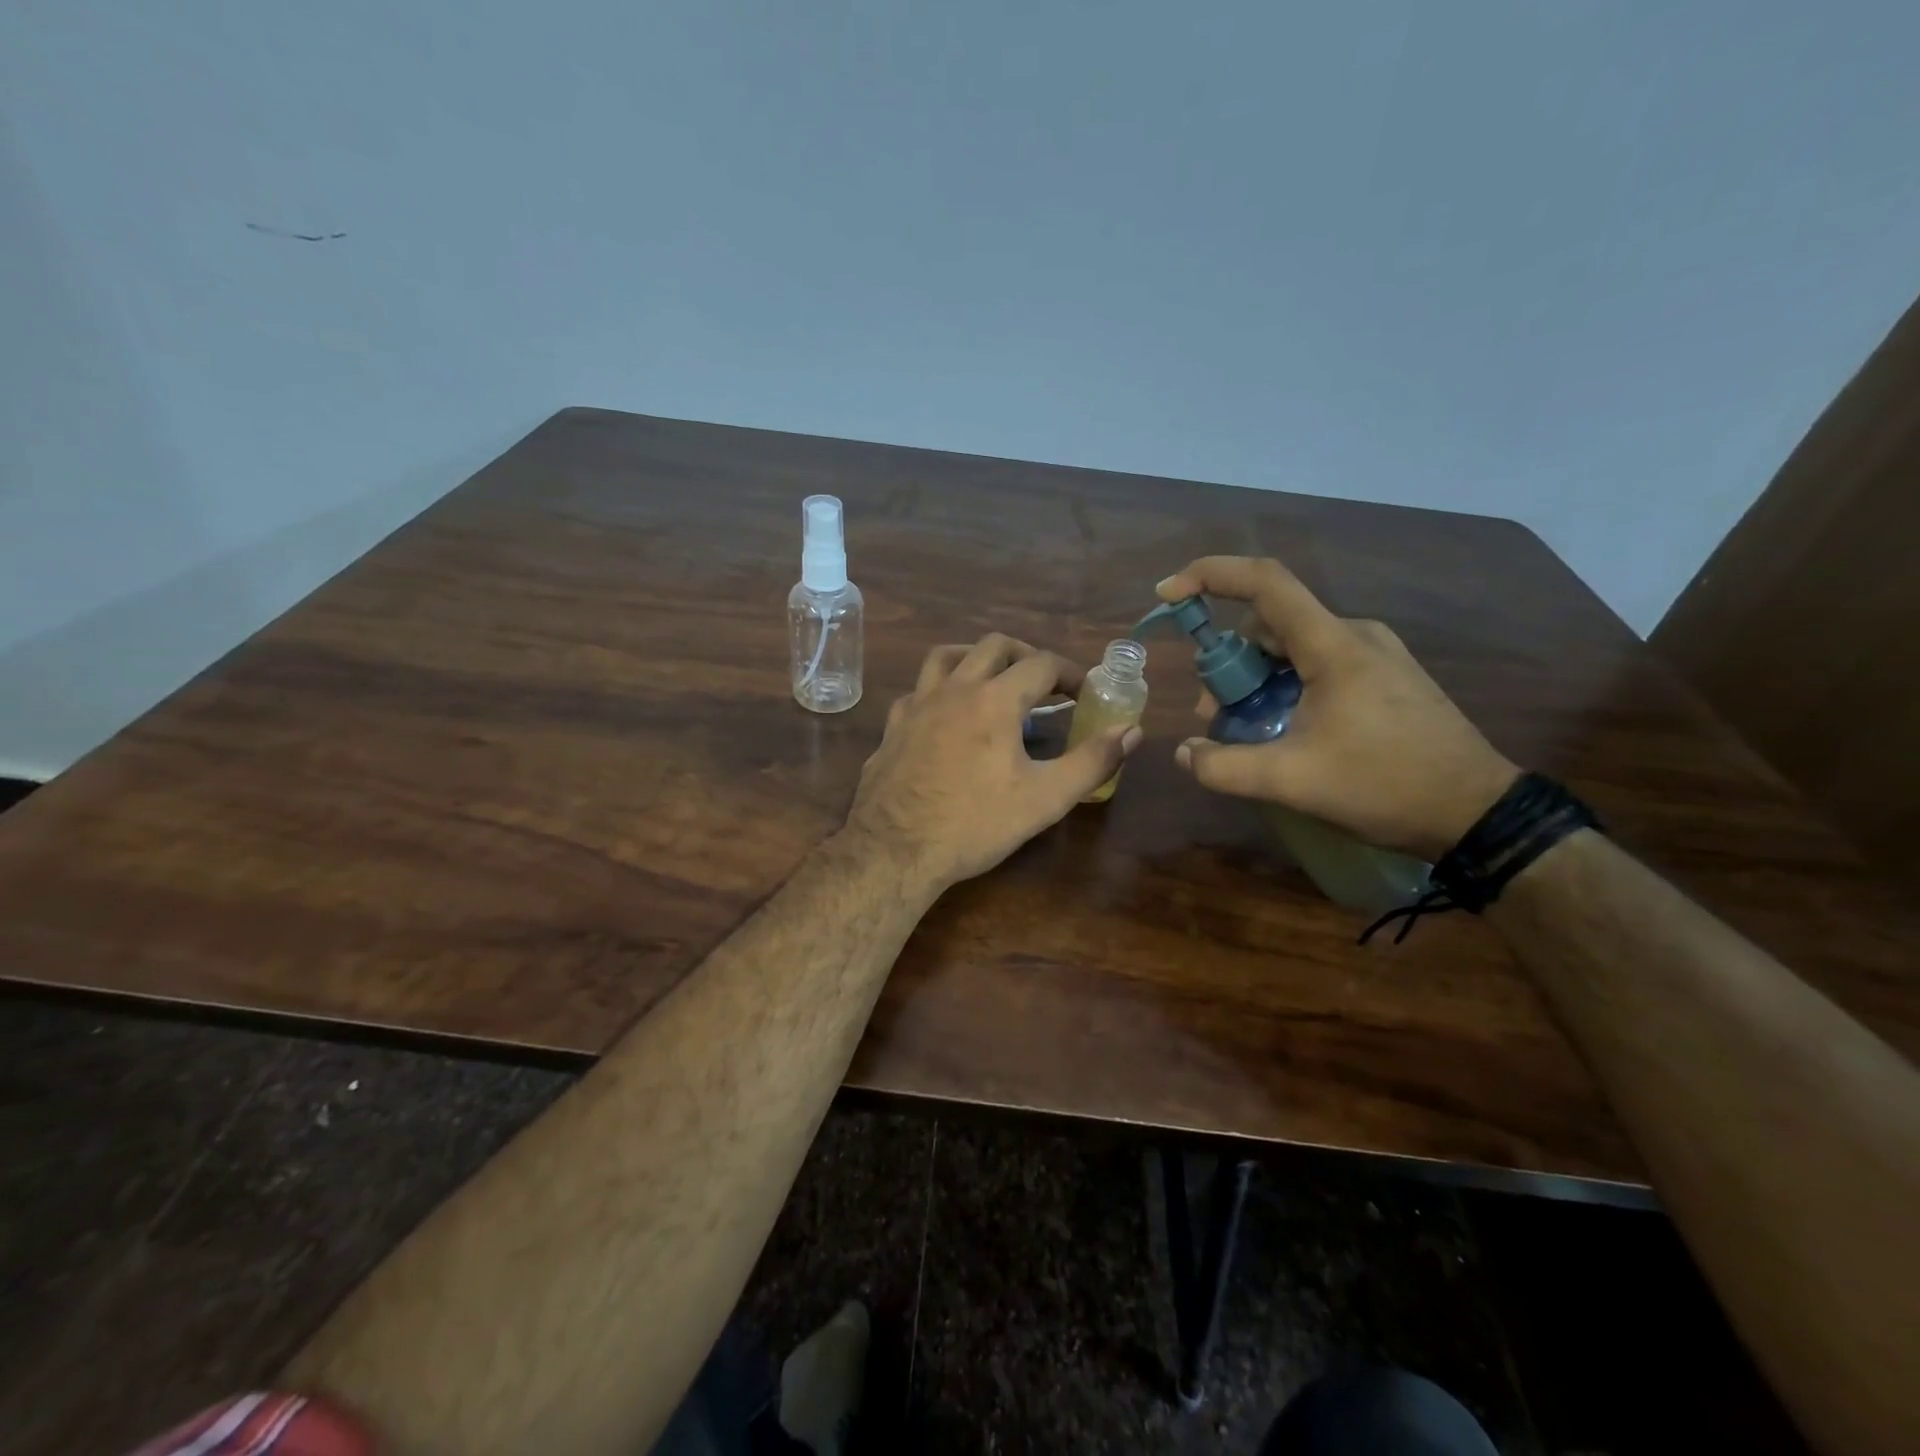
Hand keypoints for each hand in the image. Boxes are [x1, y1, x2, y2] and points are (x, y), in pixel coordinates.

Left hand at [844, 634, 1142, 891]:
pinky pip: (918, 691)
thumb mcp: (1046, 798)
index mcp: (994, 700)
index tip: (1085, 692)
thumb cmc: (975, 824)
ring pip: (946, 656)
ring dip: (976, 658)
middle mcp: (954, 689)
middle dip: (1026, 656)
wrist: (895, 850)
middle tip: (1044, 682)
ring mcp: (916, 705)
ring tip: (993, 679)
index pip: (1042, 664)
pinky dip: (939, 691)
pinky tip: (945, 715)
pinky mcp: (892, 727)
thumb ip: (1092, 761)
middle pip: (993, 646)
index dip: (1071, 672)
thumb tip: (1132, 731)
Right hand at [1158, 557, 1518, 859]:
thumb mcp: (1292, 782)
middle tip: (1211, 712)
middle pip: (1270, 622)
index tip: (1168, 594)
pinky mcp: (1386, 675)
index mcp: (1333, 645)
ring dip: (1255, 677)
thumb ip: (1224, 767)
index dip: (1210, 575)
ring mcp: (1375, 654)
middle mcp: (1355, 635)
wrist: (1477, 812)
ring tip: (1246, 728)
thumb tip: (1184, 753)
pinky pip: (1318, 662)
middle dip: (1228, 661)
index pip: (1265, 583)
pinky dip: (1285, 684)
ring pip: (1292, 645)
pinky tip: (1286, 728)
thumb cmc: (1385, 786)